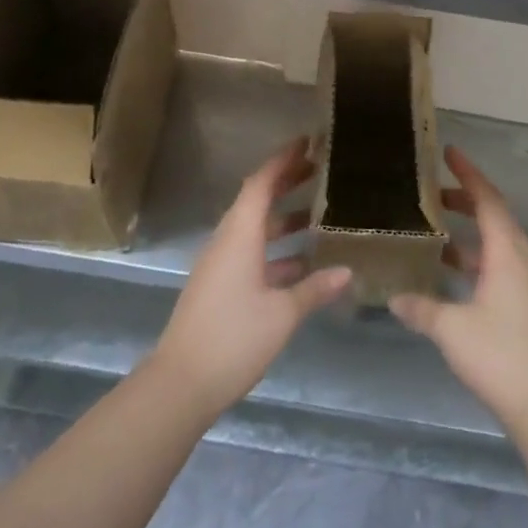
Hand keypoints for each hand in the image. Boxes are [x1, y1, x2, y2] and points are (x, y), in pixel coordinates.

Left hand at [150, 138, 350, 415]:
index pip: (260, 183)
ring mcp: (220, 266)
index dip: (283, 160)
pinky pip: (251, 253)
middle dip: (286, 183)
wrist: (179, 385)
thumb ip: (314, 288)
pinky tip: (303, 263)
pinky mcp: (219, 287)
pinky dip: (276, 249)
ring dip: (283, 219)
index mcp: (239, 236)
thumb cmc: (233, 338)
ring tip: (319, 214)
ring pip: (255, 229)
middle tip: (320, 170)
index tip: (307, 142)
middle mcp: (227, 242)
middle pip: (257, 201)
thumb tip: (347, 271)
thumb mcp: (282, 314)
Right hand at [391, 147, 527, 427]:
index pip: (487, 199)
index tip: (448, 153)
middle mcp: (519, 259)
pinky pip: (496, 264)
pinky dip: (473, 257)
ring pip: (495, 241)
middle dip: (466, 198)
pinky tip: (449, 274)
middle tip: (433, 193)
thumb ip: (421, 308)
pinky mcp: (523, 303)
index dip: (468, 174)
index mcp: (506, 253)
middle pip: (494, 215)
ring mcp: (524, 282)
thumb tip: (393, 297)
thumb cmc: (500, 355)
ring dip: (469, 230)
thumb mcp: (452, 329)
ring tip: (434, 230)